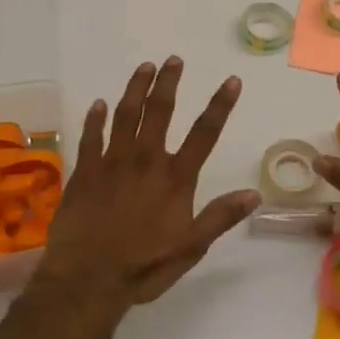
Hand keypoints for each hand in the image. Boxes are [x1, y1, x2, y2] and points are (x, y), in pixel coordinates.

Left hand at [33, 57, 259, 317]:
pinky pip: (91, 136)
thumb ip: (220, 217)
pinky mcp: (85, 172)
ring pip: (125, 115)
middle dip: (168, 83)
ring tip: (144, 67)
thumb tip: (254, 193)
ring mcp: (112, 163)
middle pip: (159, 111)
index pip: (204, 133)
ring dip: (135, 89)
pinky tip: (98, 103)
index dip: (220, 105)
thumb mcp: (191, 248)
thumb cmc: (143, 267)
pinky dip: (94, 118)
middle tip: (173, 59)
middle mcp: (145, 161)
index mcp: (175, 178)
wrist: (87, 279)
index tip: (231, 80)